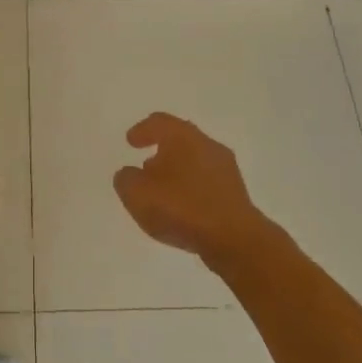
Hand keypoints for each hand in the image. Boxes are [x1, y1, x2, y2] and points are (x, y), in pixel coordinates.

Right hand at [114, 113, 271, 263]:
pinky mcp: (235, 193)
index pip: (159, 122)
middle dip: (161, 150)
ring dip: (177, 171)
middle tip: (145, 165)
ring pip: (195, 161)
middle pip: (180, 140)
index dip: (143, 130)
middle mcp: (207, 144)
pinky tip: (182, 207)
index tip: (131, 141)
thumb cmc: (182, 208)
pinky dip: (191, 188)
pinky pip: (206, 182)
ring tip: (162, 190)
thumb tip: (130, 174)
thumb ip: (126, 179)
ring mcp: (225, 169)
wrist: (235, 239)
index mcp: (183, 136)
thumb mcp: (137, 194)